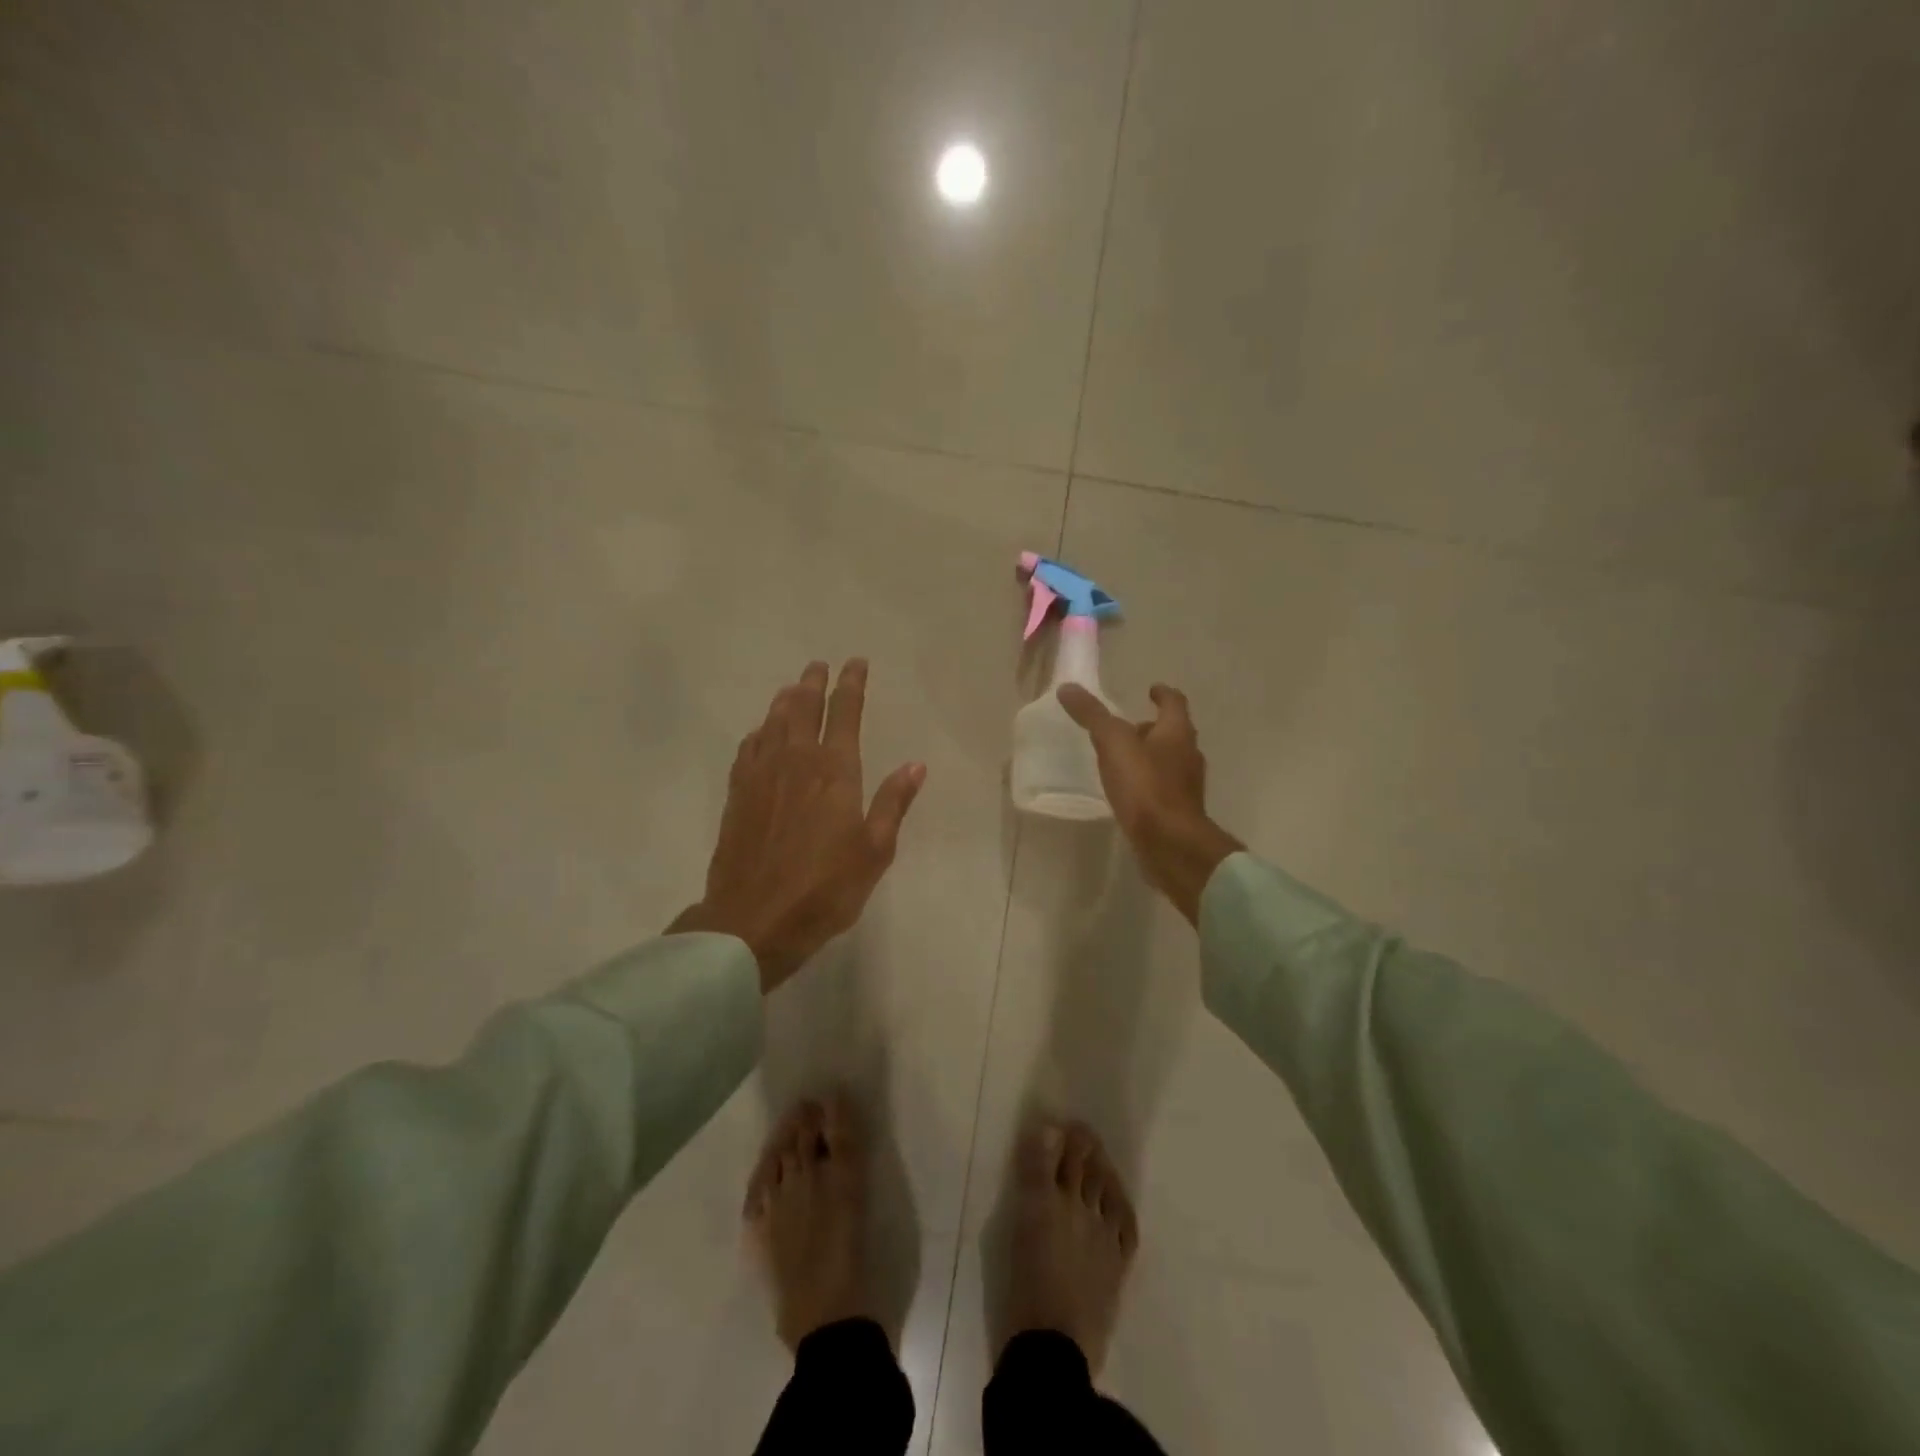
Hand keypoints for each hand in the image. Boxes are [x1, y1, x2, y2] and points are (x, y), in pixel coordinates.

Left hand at [672, 660, 925, 992]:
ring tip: (793, 688)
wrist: (754, 919)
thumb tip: (915, 765)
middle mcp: (796, 761)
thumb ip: (893, 803)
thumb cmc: (826, 887)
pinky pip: (749, 748)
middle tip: (819, 666)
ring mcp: (761, 775)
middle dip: (814, 683)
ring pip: (773, 722)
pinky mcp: (737, 793)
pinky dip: (759, 731)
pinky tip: (761, 732)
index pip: (844, 713)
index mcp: (834, 770)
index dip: (851, 685)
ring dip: (785, 700)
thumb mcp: (874, 850)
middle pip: (803, 708)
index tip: (855, 663)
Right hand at [1058, 682, 1242, 925]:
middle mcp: (1187, 755)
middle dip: (1152, 727)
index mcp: (1177, 732)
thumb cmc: (1146, 786)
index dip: (1162, 694)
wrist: (1170, 844)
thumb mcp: (1113, 744)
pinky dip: (1147, 782)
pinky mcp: (1178, 811)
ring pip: (1168, 761)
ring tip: (1122, 759)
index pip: (1174, 702)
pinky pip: (1162, 787)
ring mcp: (1185, 785)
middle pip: (1172, 733)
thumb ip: (1092, 716)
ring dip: (1149, 755)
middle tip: (1127, 727)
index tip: (1150, 690)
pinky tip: (1128, 791)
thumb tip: (1068, 687)